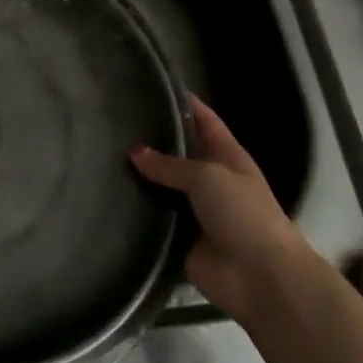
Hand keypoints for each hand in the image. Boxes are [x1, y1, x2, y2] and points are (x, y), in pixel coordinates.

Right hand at [130, 97, 307, 324]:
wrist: (260, 277)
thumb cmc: (242, 212)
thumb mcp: (207, 175)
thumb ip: (170, 164)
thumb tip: (135, 151)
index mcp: (227, 155)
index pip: (203, 119)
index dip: (182, 102)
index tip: (151, 84)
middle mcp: (211, 179)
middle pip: (179, 152)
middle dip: (152, 140)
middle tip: (112, 121)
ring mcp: (196, 210)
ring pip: (163, 187)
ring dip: (141, 178)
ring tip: (102, 155)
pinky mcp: (181, 239)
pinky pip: (155, 221)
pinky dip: (138, 213)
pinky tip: (108, 196)